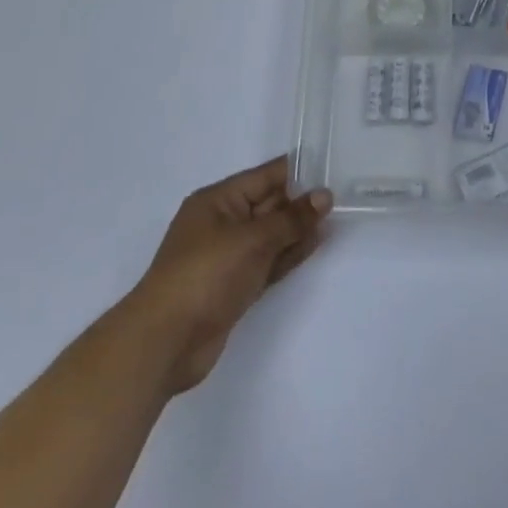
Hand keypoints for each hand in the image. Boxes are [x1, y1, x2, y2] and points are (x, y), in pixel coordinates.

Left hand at [134, 157, 332, 394]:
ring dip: (299, 227)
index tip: (332, 165)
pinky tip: (315, 243)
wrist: (165, 341)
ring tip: (335, 217)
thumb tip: (323, 196)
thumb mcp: (252, 239)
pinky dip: (290, 252)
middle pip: (268, 204)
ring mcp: (228, 256)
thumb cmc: (205, 275)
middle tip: (342, 193)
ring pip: (271, 234)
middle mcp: (222, 223)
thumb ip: (291, 218)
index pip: (264, 176)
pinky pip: (268, 260)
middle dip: (301, 200)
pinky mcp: (235, 285)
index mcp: (217, 201)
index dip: (297, 171)